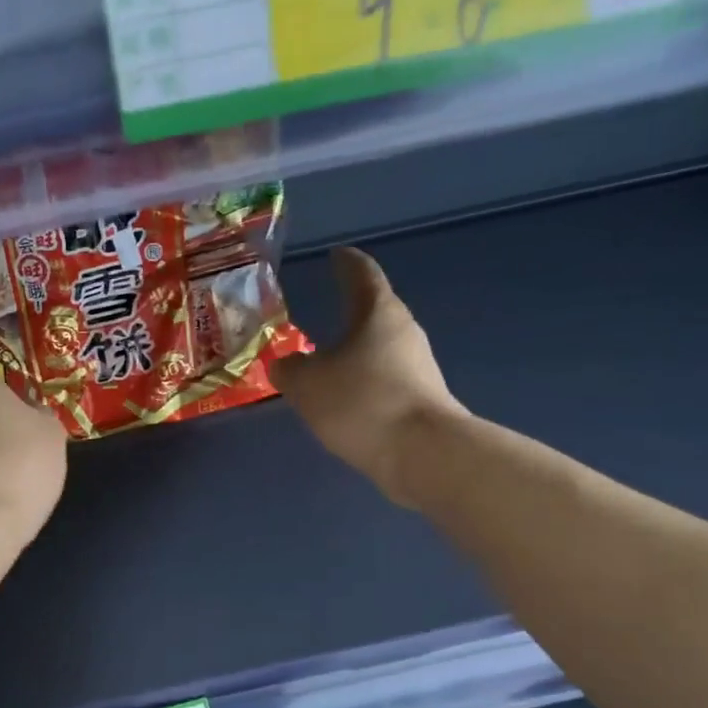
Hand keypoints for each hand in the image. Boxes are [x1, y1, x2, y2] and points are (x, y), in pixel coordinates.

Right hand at [268, 247, 466, 509]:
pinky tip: (344, 402)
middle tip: (322, 312)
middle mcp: (404, 332)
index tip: (337, 254)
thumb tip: (285, 365)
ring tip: (325, 365)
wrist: (422, 454)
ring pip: (379, 351)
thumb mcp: (306, 384)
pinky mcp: (421, 400)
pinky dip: (362, 384)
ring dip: (354, 354)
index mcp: (379, 313)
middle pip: (374, 313)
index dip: (346, 263)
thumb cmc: (361, 402)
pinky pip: (383, 382)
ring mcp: (418, 368)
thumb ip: (289, 369)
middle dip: (349, 313)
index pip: (362, 274)